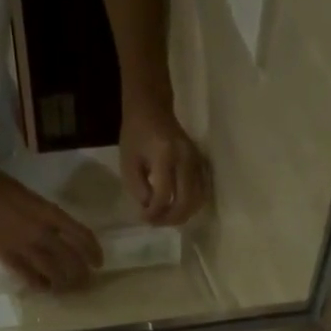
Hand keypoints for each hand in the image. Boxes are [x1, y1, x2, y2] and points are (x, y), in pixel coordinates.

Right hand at [0, 163, 101, 290]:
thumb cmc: (5, 189)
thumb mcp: (36, 201)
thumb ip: (51, 220)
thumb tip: (65, 239)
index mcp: (51, 214)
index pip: (82, 236)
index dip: (94, 252)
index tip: (98, 264)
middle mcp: (43, 231)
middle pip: (72, 260)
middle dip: (81, 274)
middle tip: (84, 282)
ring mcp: (25, 245)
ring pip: (54, 272)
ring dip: (63, 283)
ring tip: (65, 288)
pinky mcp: (7, 256)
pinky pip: (29, 277)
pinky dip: (40, 285)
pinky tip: (45, 288)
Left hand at [119, 103, 209, 224]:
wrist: (152, 107)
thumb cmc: (135, 134)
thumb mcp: (128, 162)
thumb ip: (138, 188)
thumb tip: (151, 210)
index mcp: (164, 155)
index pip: (164, 195)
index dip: (154, 212)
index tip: (145, 217)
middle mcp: (185, 158)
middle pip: (185, 201)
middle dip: (171, 218)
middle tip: (157, 222)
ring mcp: (197, 160)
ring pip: (198, 199)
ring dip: (183, 215)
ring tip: (167, 217)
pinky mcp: (202, 163)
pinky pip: (203, 192)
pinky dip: (192, 205)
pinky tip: (179, 208)